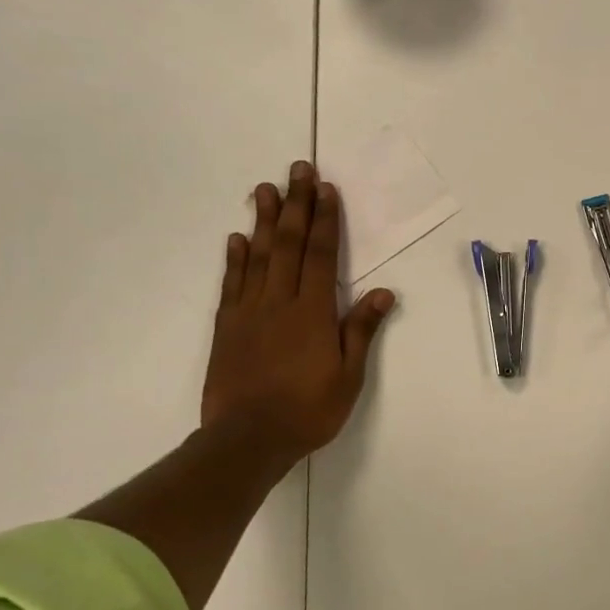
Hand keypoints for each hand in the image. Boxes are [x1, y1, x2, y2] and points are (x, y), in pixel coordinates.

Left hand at [200, 161, 394, 468]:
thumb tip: (382, 292)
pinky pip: (231, 284)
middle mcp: (279, 301)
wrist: (246, 440)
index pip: (321, 255)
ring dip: (264, 220)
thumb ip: (361, 330)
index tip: (326, 189)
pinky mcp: (226, 326)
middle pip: (289, 244)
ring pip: (258, 256)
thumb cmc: (308, 410)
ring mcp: (248, 312)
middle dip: (296, 204)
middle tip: (297, 169)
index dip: (325, 220)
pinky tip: (238, 238)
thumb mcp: (348, 376)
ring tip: (265, 189)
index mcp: (312, 312)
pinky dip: (235, 258)